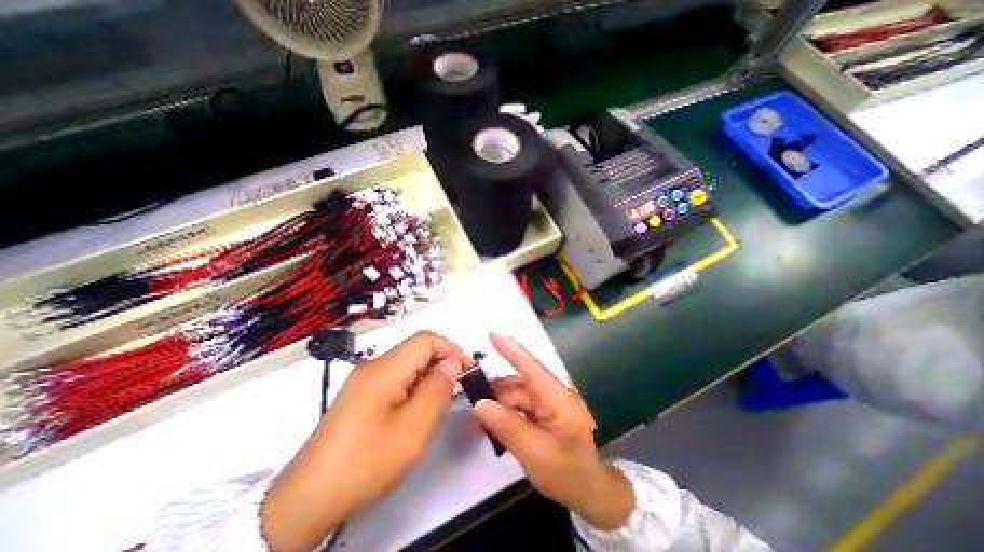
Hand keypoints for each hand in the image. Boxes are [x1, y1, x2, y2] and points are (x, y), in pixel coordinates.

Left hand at [258, 332, 469, 551]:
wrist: (308, 500)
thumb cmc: (366, 462)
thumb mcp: (413, 428)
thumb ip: (437, 389)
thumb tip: (452, 362)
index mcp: (384, 369)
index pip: (426, 339)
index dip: (451, 349)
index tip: (467, 370)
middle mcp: (373, 367)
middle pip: (416, 350)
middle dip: (441, 364)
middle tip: (456, 390)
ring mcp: (364, 380)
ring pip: (407, 365)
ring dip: (428, 377)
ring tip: (439, 404)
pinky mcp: (361, 395)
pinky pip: (396, 379)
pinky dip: (414, 387)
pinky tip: (417, 411)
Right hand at [473, 333, 633, 530]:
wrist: (590, 492)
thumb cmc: (568, 474)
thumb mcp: (535, 454)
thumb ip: (507, 427)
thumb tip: (480, 404)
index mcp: (557, 397)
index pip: (531, 367)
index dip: (511, 349)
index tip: (492, 334)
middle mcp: (552, 394)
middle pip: (517, 385)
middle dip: (493, 392)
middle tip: (467, 401)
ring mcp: (549, 403)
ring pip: (516, 396)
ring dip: (496, 406)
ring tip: (475, 421)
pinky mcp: (544, 412)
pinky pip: (520, 407)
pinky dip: (504, 414)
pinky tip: (489, 425)